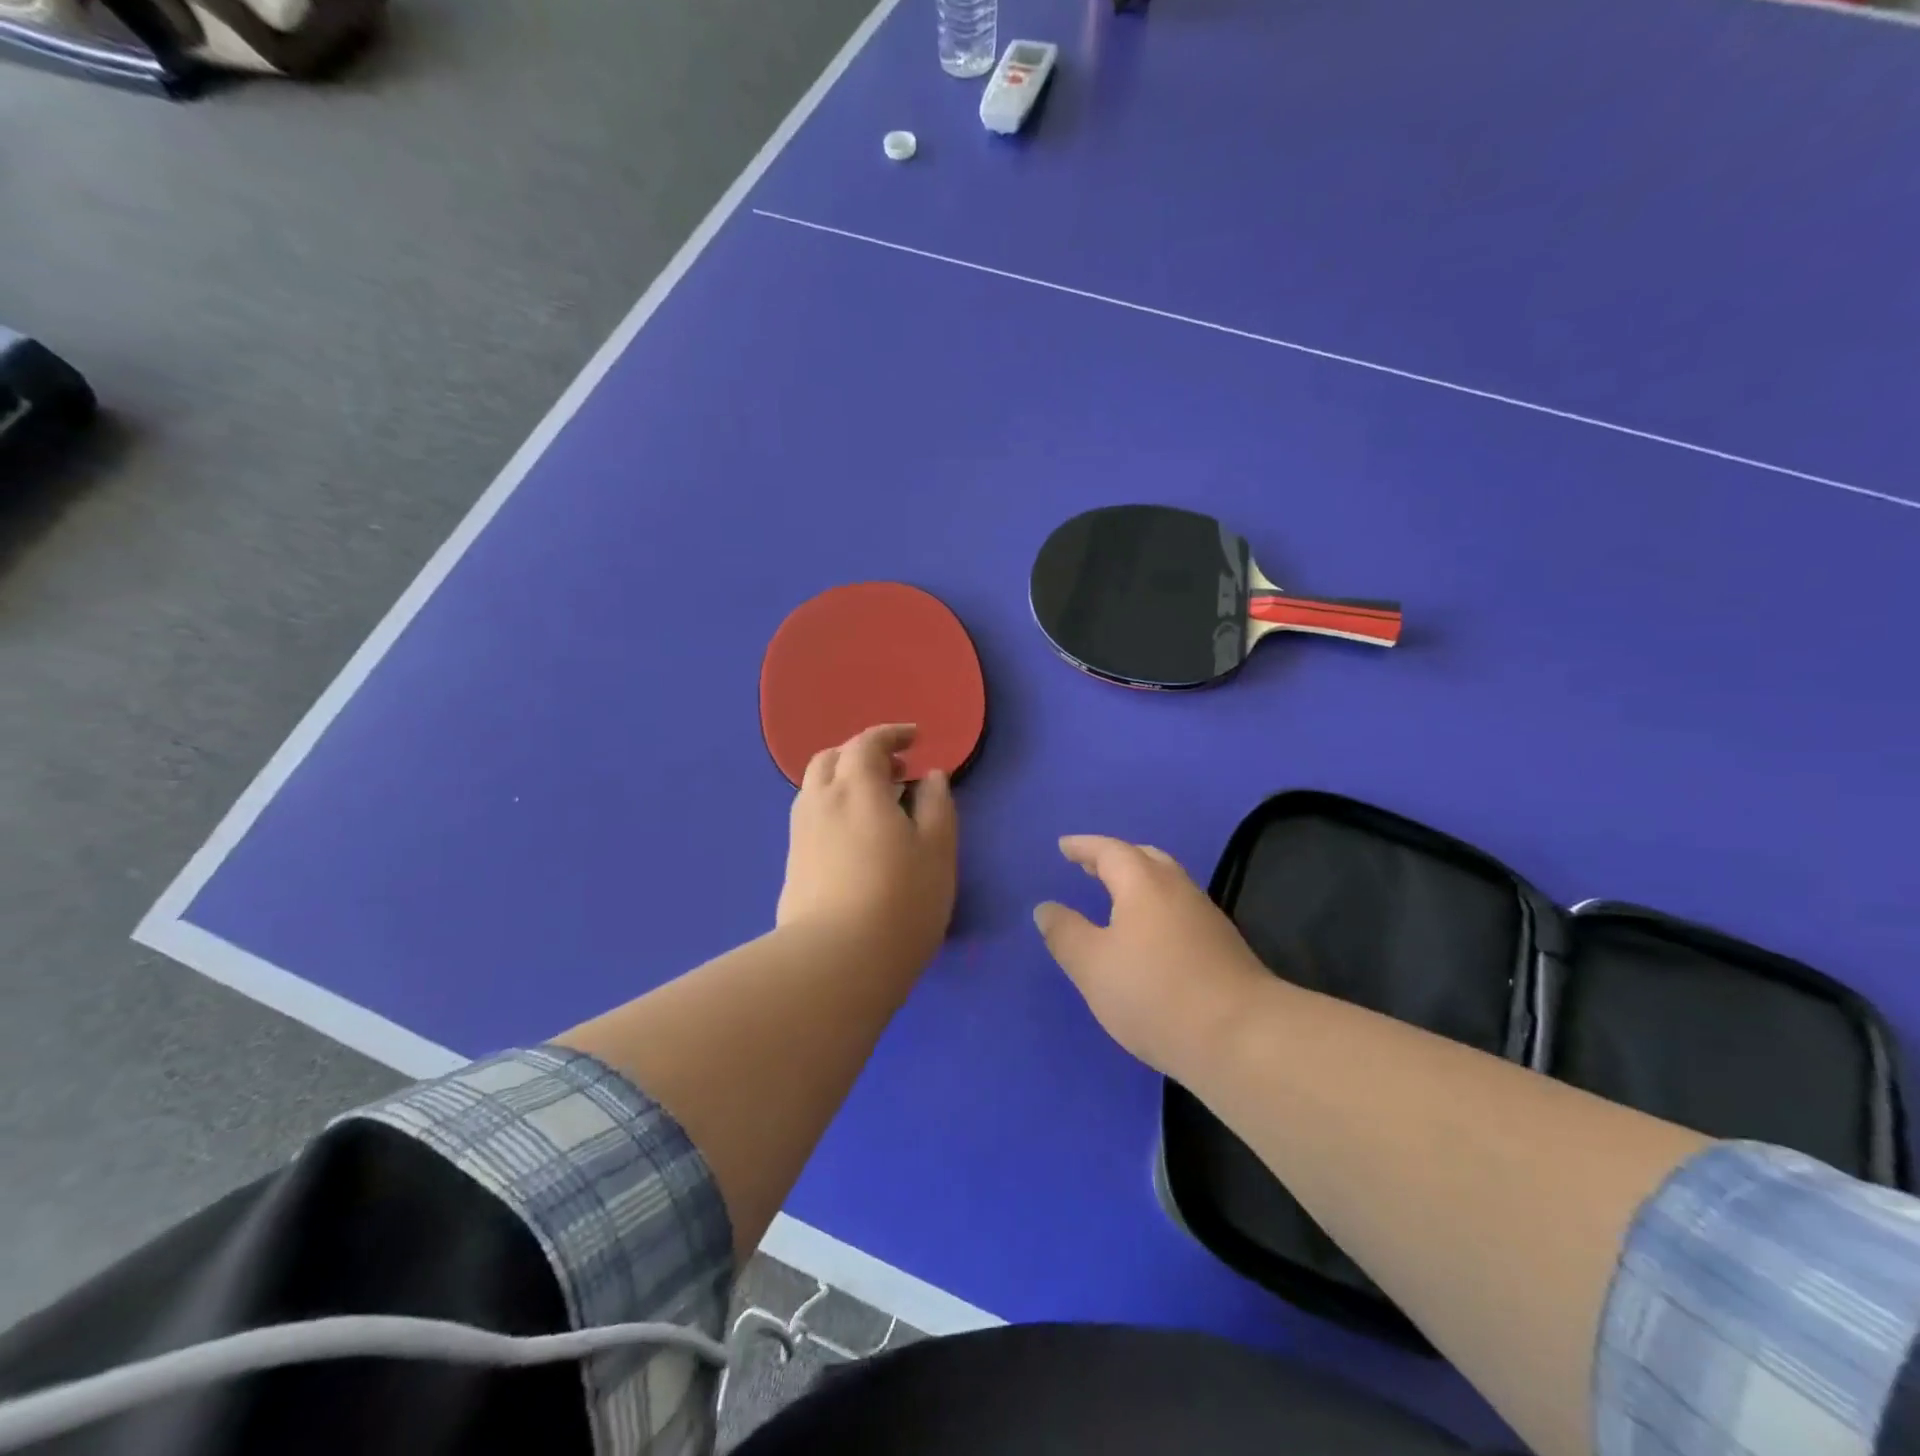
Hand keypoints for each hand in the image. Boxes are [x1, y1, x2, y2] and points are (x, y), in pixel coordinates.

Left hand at [777, 724, 957, 968]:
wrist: (835, 961)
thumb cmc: (900, 900)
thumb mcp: (937, 850)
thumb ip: (937, 805)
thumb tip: (931, 777)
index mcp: (856, 787)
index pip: (867, 742)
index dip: (892, 734)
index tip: (915, 738)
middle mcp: (820, 801)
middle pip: (832, 759)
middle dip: (863, 754)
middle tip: (896, 770)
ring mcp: (800, 833)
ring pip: (817, 788)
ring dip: (845, 781)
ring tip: (877, 803)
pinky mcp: (793, 864)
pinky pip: (812, 817)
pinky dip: (834, 808)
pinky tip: (856, 837)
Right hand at [1034, 836, 1272, 1077]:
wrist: (1242, 1037)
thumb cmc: (1154, 993)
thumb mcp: (1092, 966)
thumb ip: (1065, 933)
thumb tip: (1046, 908)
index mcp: (1143, 883)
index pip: (1109, 851)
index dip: (1084, 847)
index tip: (1064, 846)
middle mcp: (1178, 889)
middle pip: (1144, 859)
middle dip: (1114, 858)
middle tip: (1089, 866)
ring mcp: (1206, 916)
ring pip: (1167, 884)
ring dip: (1138, 882)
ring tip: (1115, 898)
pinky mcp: (1223, 946)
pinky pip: (1180, 909)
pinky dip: (1156, 907)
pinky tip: (1149, 935)